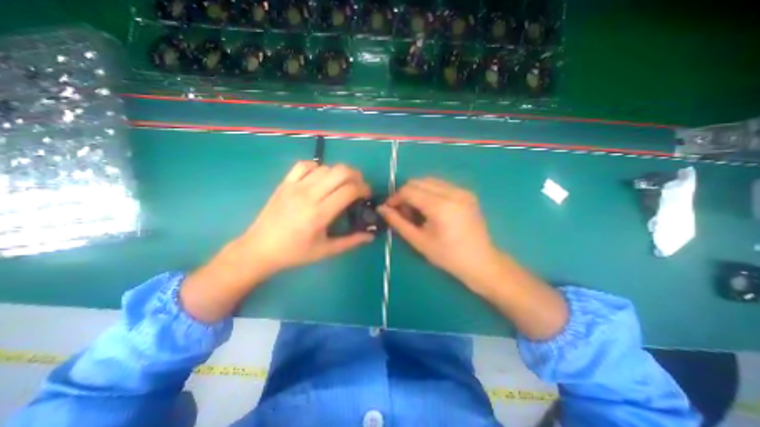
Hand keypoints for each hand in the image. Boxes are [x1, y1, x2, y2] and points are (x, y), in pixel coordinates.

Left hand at [234, 162, 372, 277]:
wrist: (260, 248)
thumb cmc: (295, 252)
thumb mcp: (326, 251)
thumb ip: (351, 242)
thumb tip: (371, 236)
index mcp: (320, 214)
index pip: (349, 190)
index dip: (363, 188)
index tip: (367, 194)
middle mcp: (309, 195)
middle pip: (340, 172)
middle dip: (356, 175)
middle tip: (359, 186)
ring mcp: (295, 186)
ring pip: (325, 167)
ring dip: (339, 173)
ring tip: (342, 184)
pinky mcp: (285, 183)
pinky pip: (304, 165)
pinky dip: (317, 167)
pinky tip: (320, 178)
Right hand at [375, 179, 495, 285]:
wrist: (481, 262)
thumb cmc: (448, 256)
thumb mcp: (419, 241)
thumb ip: (398, 222)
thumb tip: (381, 208)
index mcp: (440, 206)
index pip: (409, 190)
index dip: (395, 197)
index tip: (389, 209)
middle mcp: (453, 192)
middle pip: (418, 181)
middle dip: (405, 194)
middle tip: (403, 212)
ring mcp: (462, 190)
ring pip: (429, 181)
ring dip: (417, 192)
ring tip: (417, 211)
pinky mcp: (467, 193)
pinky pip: (441, 185)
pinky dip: (429, 192)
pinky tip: (431, 209)